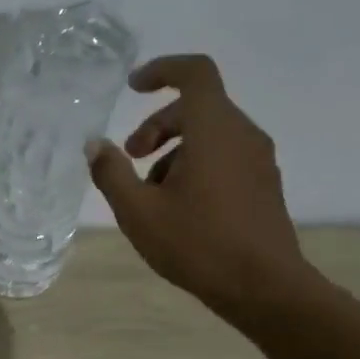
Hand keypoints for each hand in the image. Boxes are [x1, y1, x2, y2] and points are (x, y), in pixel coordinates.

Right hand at [87, 54, 310, 315]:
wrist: (265, 288)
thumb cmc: (198, 244)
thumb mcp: (138, 211)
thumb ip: (111, 173)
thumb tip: (95, 144)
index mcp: (214, 131)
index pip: (195, 73)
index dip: (162, 70)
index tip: (133, 87)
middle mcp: (243, 135)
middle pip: (197, 107)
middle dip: (157, 124)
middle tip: (131, 156)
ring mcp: (258, 160)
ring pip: (210, 134)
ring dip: (173, 149)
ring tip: (149, 191)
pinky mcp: (263, 184)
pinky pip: (224, 156)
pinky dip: (194, 164)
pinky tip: (176, 206)